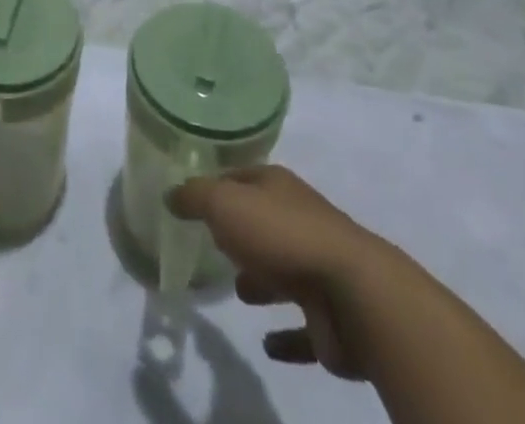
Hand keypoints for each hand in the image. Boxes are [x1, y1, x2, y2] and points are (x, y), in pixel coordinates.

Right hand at [168, 165, 374, 379]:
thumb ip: (195, 197)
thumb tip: (170, 194)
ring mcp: (318, 269)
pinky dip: (286, 336)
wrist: (354, 295)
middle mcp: (299, 220)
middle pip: (263, 223)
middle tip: (213, 248)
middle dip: (241, 235)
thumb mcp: (225, 204)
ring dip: (262, 282)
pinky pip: (302, 327)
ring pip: (283, 272)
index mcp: (277, 188)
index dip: (217, 186)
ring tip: (238, 293)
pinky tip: (267, 345)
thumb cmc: (282, 236)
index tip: (193, 201)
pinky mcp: (329, 319)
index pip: (241, 178)